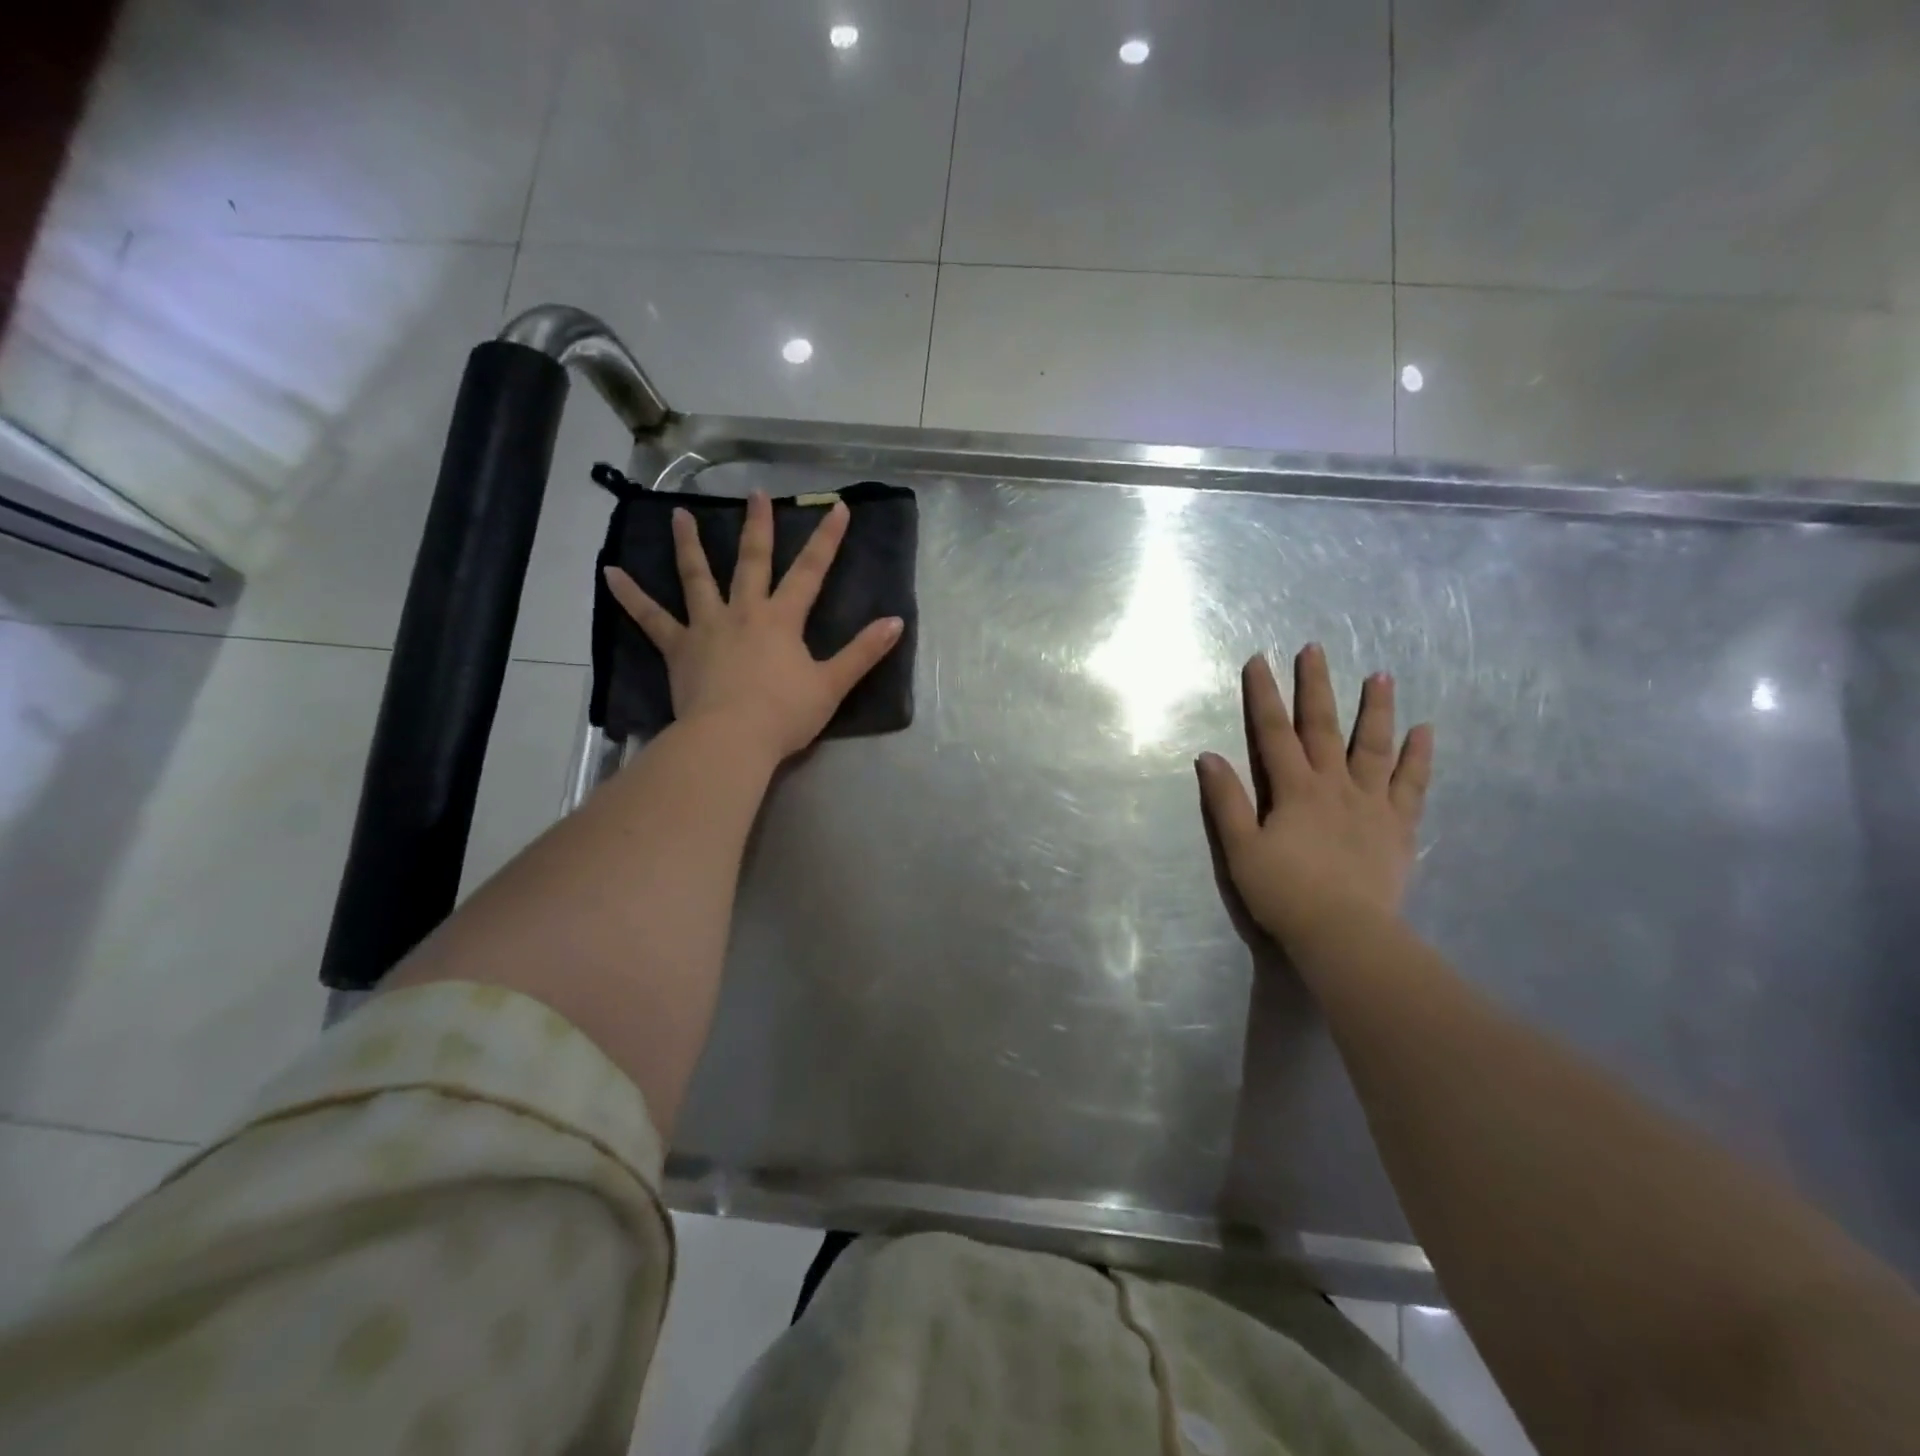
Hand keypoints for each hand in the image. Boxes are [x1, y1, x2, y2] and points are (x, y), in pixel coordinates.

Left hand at [603, 491, 903, 763]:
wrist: (731, 739)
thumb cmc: (784, 714)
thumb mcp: (832, 685)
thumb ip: (863, 652)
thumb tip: (896, 622)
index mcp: (782, 619)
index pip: (810, 572)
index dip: (827, 539)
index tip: (837, 508)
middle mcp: (744, 612)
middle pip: (751, 561)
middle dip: (757, 526)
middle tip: (755, 494)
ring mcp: (707, 627)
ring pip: (697, 577)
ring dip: (689, 545)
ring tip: (680, 515)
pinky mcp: (678, 648)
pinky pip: (651, 619)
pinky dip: (630, 596)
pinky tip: (610, 573)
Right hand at [1196, 645, 1433, 950]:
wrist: (1345, 934)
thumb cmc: (1285, 892)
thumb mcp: (1241, 848)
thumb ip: (1227, 801)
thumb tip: (1208, 756)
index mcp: (1295, 789)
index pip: (1274, 733)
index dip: (1264, 695)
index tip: (1259, 660)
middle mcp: (1335, 785)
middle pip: (1324, 727)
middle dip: (1316, 686)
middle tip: (1316, 649)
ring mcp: (1372, 803)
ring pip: (1375, 746)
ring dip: (1376, 709)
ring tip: (1381, 675)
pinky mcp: (1399, 826)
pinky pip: (1412, 784)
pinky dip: (1419, 756)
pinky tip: (1425, 731)